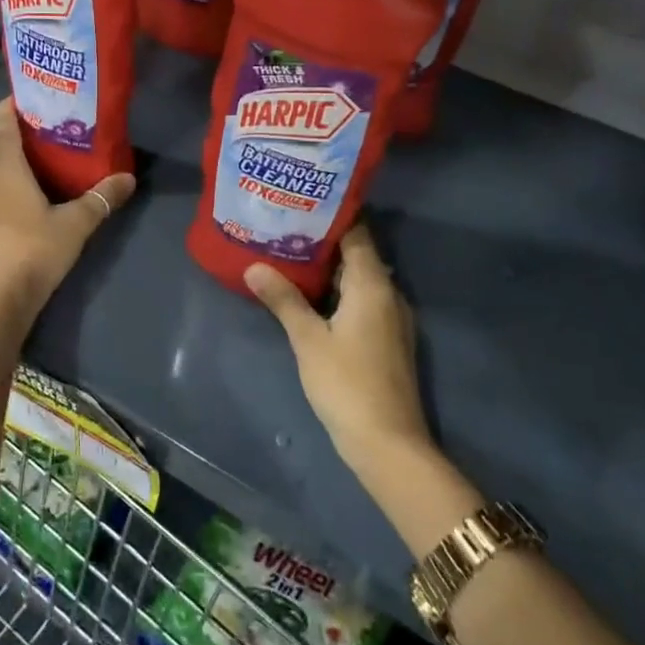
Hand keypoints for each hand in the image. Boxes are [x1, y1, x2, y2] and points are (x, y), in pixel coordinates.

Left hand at [0, 98, 134, 323]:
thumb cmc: (35, 251)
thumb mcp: (76, 224)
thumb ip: (102, 198)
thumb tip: (129, 177)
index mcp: (6, 166)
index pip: (4, 123)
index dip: (12, 108)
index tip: (25, 99)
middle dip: (8, 137)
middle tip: (35, 139)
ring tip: (10, 170)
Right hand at [245, 223, 430, 472]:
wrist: (388, 443)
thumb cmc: (346, 384)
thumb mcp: (308, 339)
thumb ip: (283, 299)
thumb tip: (254, 266)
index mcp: (373, 284)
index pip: (357, 234)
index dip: (332, 215)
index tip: (301, 201)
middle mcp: (388, 293)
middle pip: (358, 254)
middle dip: (324, 240)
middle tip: (285, 226)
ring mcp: (390, 317)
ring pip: (359, 279)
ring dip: (330, 267)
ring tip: (290, 254)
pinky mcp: (386, 338)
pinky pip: (362, 299)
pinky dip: (338, 291)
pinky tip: (310, 295)